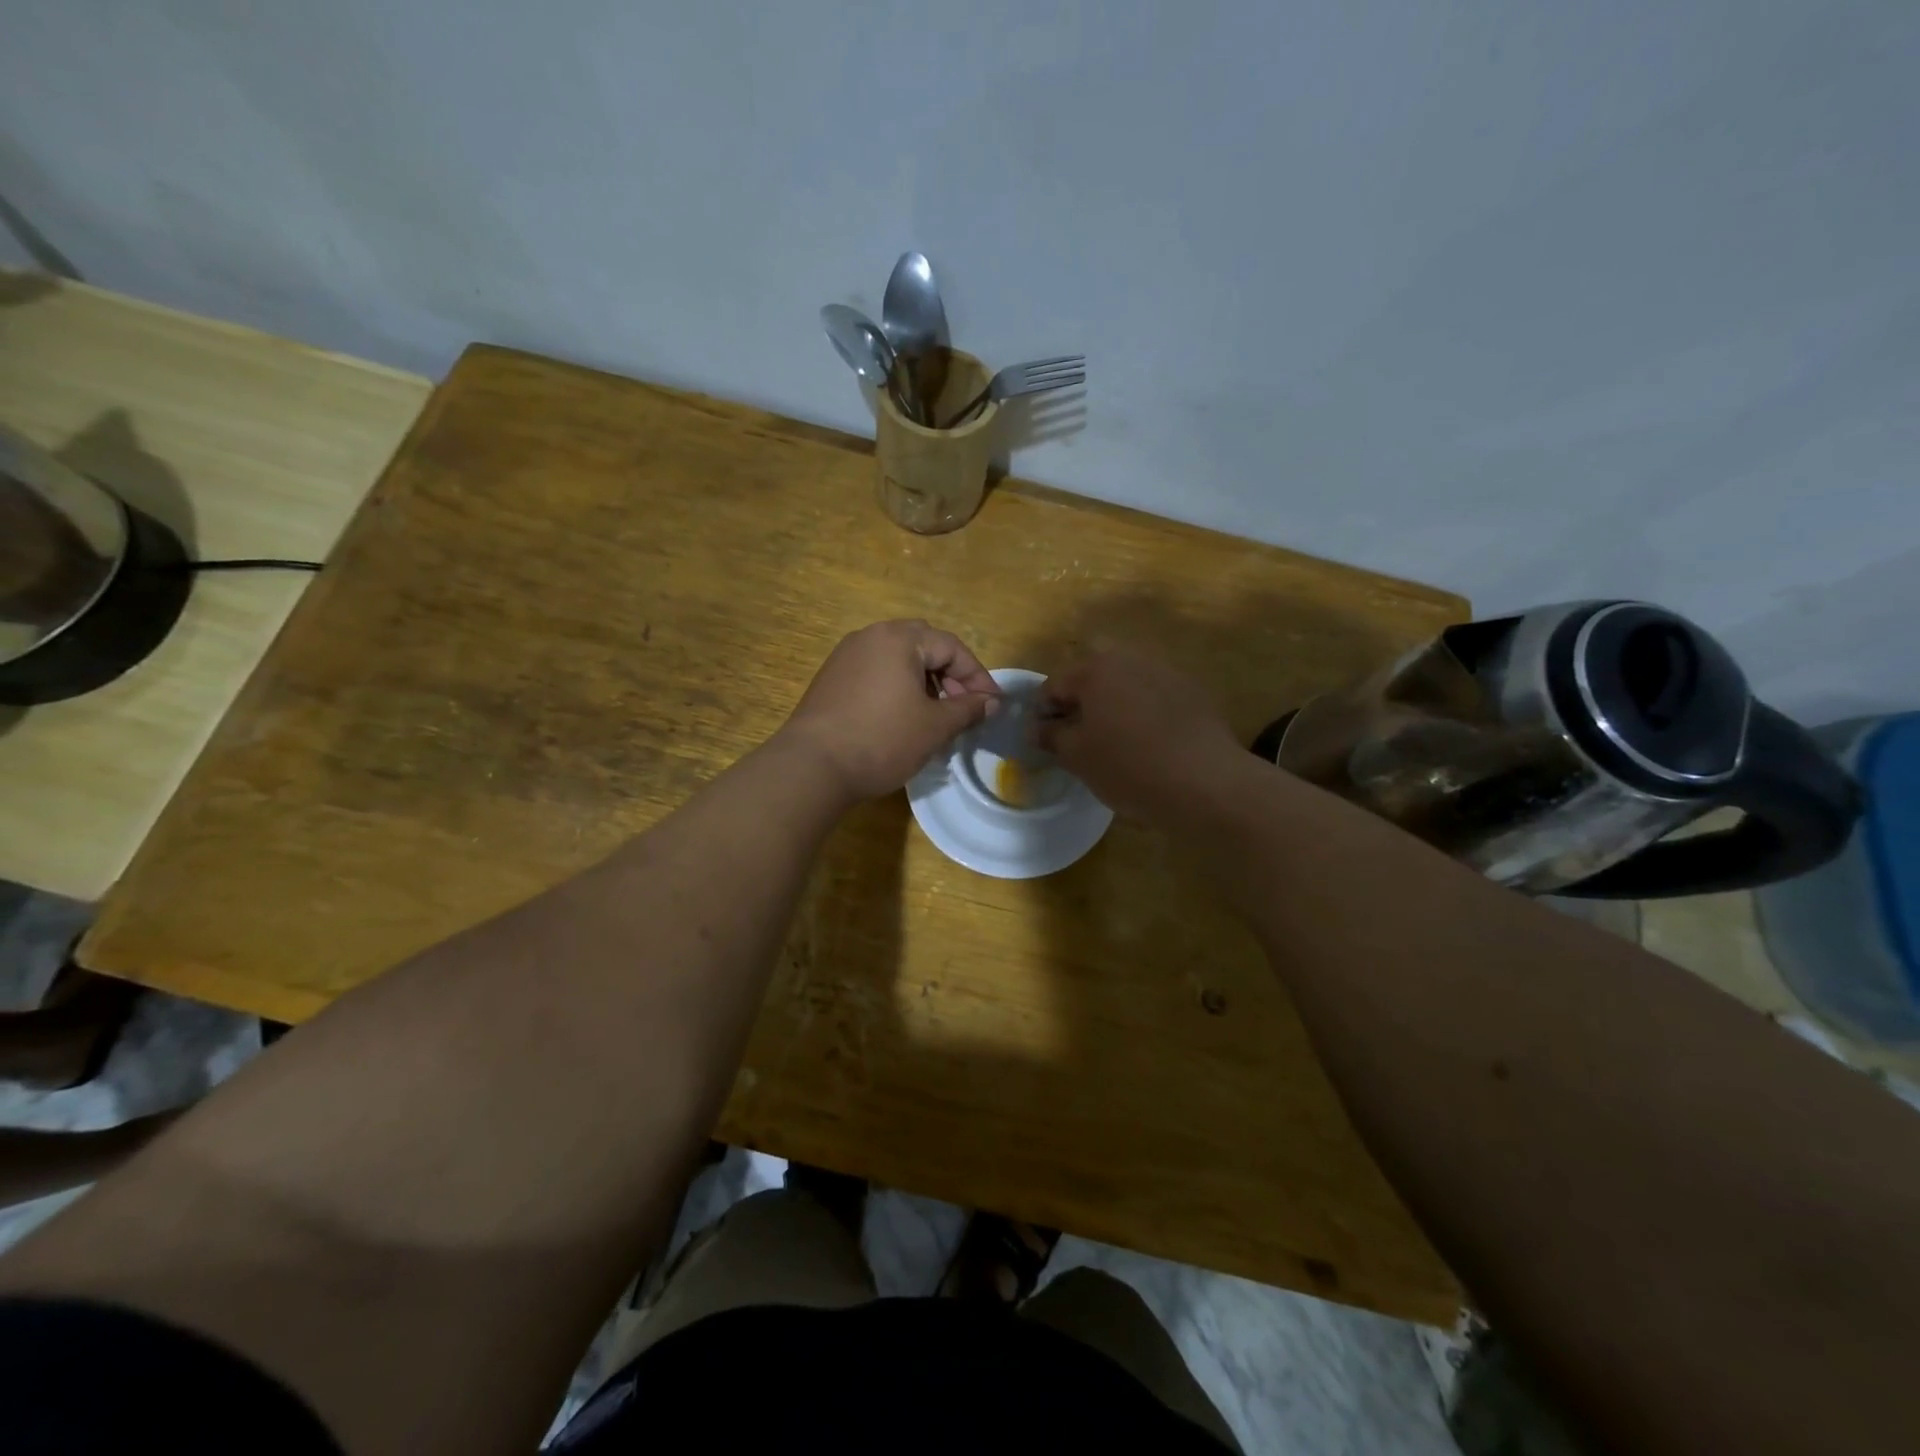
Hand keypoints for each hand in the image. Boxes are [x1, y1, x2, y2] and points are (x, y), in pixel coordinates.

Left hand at [779, 620, 1000, 800]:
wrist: (813, 766)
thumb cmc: (882, 740)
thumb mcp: (935, 727)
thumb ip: (968, 709)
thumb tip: (991, 701)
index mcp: (899, 638)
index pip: (951, 647)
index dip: (978, 675)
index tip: (992, 704)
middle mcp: (871, 636)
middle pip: (924, 645)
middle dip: (950, 674)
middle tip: (964, 704)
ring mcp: (846, 655)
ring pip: (898, 658)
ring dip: (924, 680)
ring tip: (935, 714)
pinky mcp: (831, 677)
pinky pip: (876, 671)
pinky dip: (897, 687)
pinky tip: (902, 717)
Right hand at [1037, 643, 1245, 822]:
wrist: (1206, 782)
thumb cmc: (1129, 767)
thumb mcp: (1078, 757)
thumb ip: (1052, 736)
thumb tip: (1037, 727)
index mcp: (1095, 669)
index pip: (1055, 683)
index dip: (1043, 711)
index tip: (1045, 739)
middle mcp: (1130, 658)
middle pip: (1094, 667)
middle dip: (1082, 692)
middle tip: (1081, 729)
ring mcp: (1166, 670)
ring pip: (1128, 676)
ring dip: (1115, 697)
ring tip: (1116, 735)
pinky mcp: (1193, 689)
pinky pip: (1156, 691)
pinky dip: (1145, 707)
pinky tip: (1150, 739)